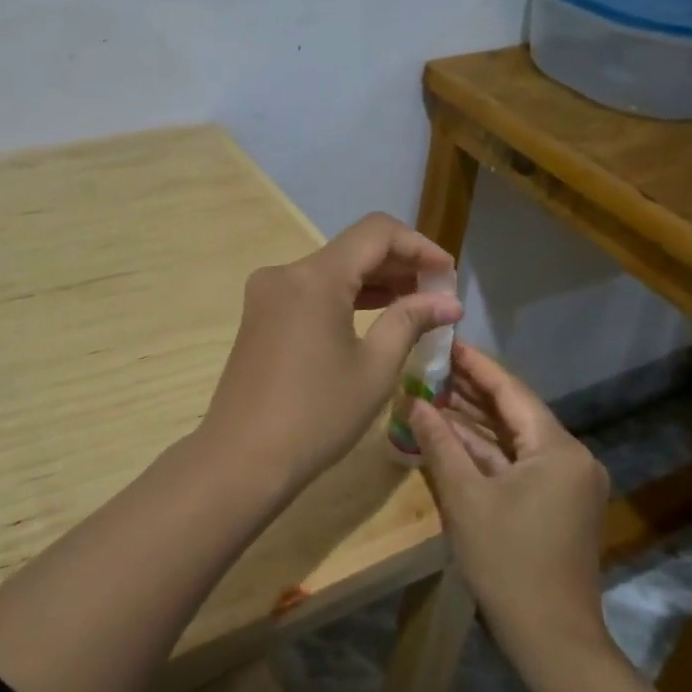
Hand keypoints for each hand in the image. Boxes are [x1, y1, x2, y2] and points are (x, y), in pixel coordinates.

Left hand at [201, 212, 462, 485]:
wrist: (242, 459)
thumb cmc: (316, 415)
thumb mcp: (374, 368)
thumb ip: (410, 321)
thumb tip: (449, 302)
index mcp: (315, 277)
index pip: (376, 233)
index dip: (418, 245)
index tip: (448, 273)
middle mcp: (286, 272)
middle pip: (353, 249)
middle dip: (399, 264)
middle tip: (438, 293)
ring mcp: (268, 293)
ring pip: (332, 270)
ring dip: (374, 281)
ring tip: (416, 304)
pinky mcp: (261, 314)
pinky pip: (312, 291)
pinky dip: (346, 297)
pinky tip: (376, 316)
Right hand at [410, 343, 610, 638]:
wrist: (553, 644)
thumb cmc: (509, 564)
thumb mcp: (465, 499)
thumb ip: (440, 444)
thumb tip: (414, 402)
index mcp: (557, 448)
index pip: (511, 391)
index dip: (476, 365)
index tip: (446, 341)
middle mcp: (570, 458)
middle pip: (515, 412)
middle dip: (472, 392)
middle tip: (430, 366)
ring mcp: (566, 484)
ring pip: (515, 440)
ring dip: (476, 423)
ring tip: (433, 395)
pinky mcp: (557, 506)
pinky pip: (519, 464)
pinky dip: (487, 453)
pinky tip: (452, 438)